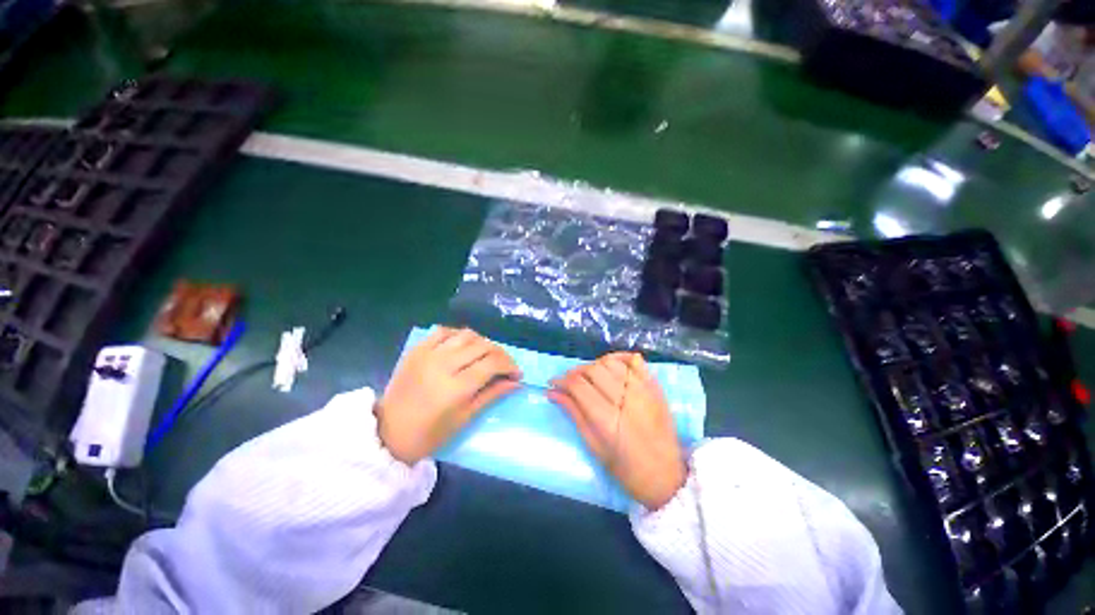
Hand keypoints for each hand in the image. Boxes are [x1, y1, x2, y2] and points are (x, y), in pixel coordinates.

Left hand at [376, 327, 521, 464]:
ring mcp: (428, 354)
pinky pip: (444, 330)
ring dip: (483, 342)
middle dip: (500, 354)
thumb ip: (492, 395)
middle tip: (505, 366)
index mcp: (455, 387)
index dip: (510, 365)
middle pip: (483, 346)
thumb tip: (516, 382)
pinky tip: (463, 346)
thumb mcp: (465, 418)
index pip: (492, 363)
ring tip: (486, 356)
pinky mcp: (417, 349)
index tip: (517, 374)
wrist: (387, 433)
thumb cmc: (429, 434)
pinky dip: (459, 335)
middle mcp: (443, 364)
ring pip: (467, 334)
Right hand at [548, 352, 686, 509]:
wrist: (666, 476)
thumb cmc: (626, 469)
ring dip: (595, 365)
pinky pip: (634, 360)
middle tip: (570, 382)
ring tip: (591, 377)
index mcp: (607, 419)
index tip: (554, 383)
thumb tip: (552, 392)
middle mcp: (625, 399)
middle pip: (593, 369)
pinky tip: (611, 366)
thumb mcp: (594, 446)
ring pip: (611, 361)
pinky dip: (619, 358)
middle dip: (576, 372)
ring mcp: (643, 390)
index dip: (562, 380)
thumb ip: (573, 413)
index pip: (578, 385)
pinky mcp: (655, 386)